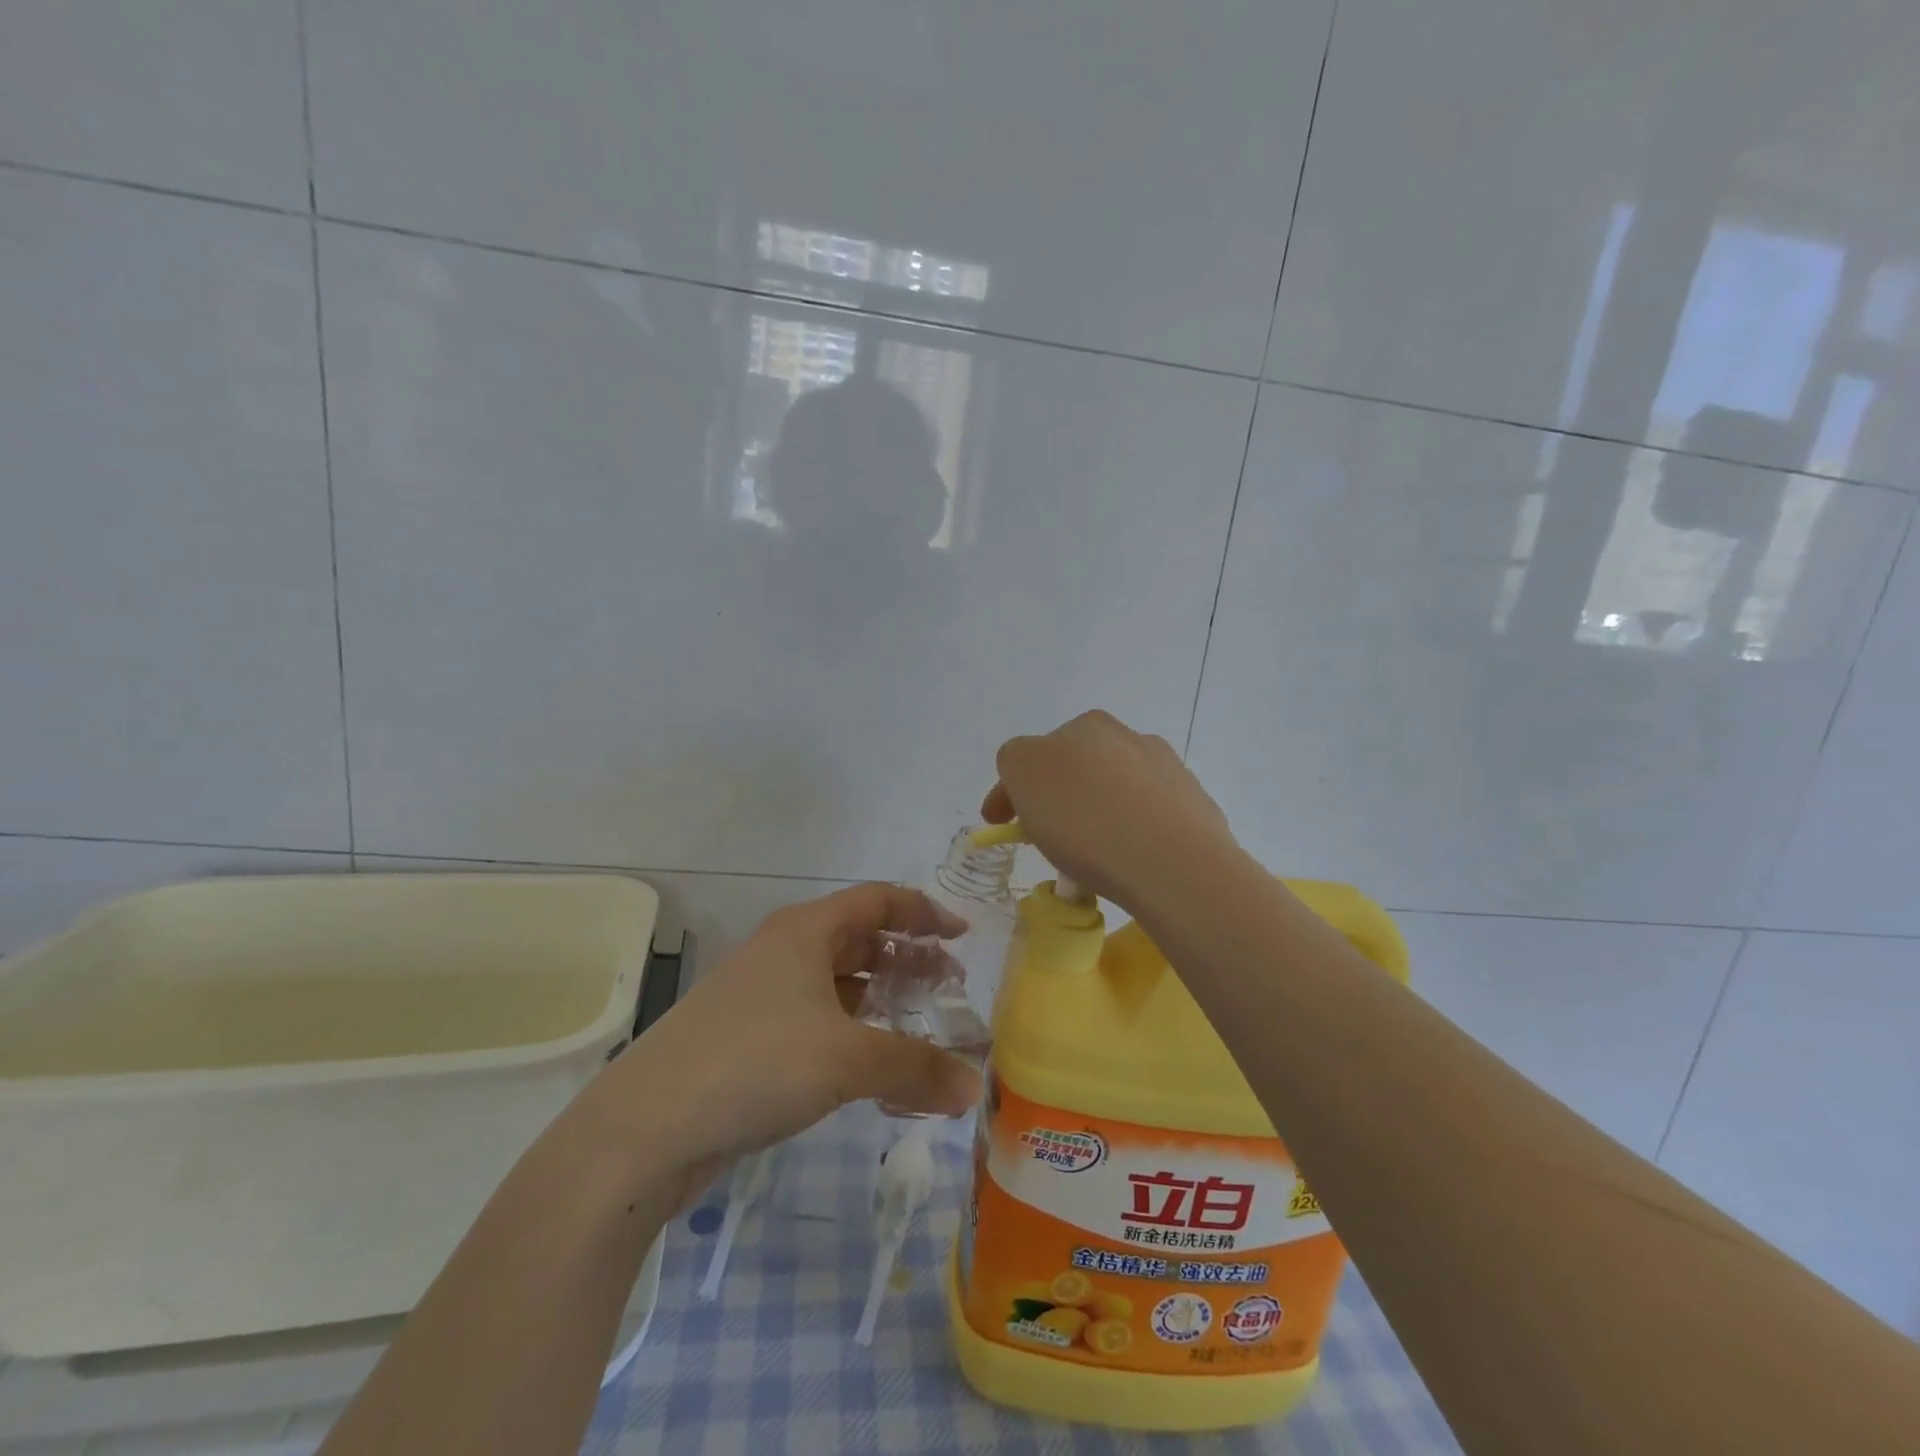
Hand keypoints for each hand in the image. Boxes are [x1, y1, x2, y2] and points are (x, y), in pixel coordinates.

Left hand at [589, 884, 983, 1185]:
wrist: (643, 1128)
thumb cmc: (755, 1064)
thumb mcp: (848, 1059)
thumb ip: (917, 1067)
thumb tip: (975, 1089)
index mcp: (806, 930)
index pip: (879, 900)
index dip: (925, 913)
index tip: (962, 938)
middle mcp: (784, 951)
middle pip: (860, 939)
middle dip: (908, 959)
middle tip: (950, 989)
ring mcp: (762, 995)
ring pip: (837, 983)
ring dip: (881, 998)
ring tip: (919, 1027)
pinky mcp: (748, 1039)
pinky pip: (817, 1021)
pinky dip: (852, 1033)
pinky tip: (872, 1068)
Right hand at [982, 710, 1238, 909]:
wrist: (1175, 864)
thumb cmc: (1086, 819)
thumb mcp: (1023, 774)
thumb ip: (1016, 761)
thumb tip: (1031, 771)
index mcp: (1086, 726)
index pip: (1033, 753)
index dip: (1008, 790)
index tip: (998, 825)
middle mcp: (1130, 738)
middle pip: (1076, 769)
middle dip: (1056, 797)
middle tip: (1043, 836)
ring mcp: (1168, 771)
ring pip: (1114, 792)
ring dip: (1094, 814)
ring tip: (1086, 858)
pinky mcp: (1195, 807)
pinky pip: (1147, 818)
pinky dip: (1130, 833)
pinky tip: (1125, 859)